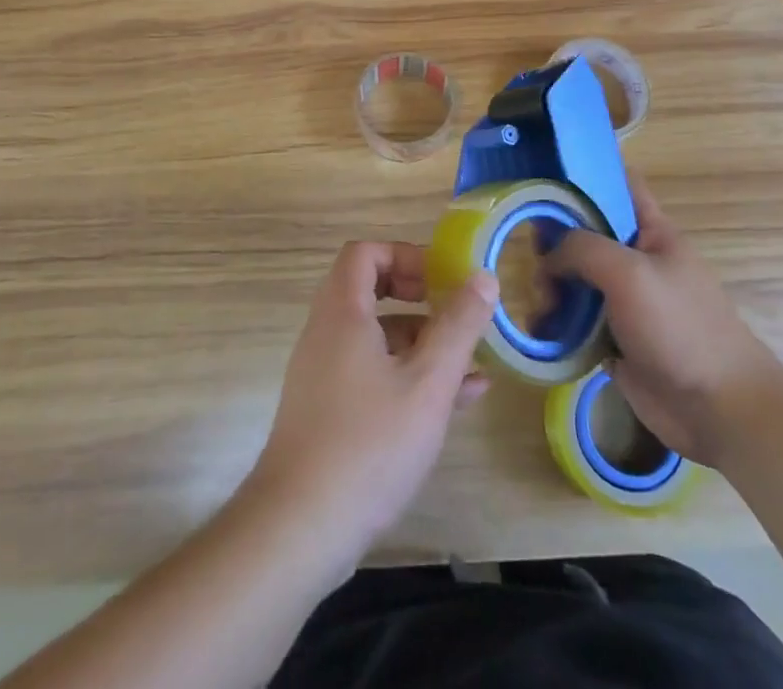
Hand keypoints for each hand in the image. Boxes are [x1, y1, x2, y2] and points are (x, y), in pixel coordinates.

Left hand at [246, 242, 497, 570]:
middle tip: (455, 312)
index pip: (364, 253)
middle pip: (369, 290)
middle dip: (419, 297)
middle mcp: (326, 333)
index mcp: (342, 312)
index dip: (405, 255)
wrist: (299, 528)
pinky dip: (406, 374)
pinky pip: (370, 372)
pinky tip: (452, 402)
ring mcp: (323, 373)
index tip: (442, 278)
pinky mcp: (327, 411)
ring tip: (471, 365)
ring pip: (376, 337)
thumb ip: (458, 326)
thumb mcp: (428, 382)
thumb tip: (483, 277)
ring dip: (421, 341)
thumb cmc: (369, 442)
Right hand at [547, 172, 782, 464]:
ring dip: (551, 286)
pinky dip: (556, 323)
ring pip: (576, 279)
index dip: (585, 175)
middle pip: (586, 234)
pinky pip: (576, 321)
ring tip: (540, 304)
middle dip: (555, 240)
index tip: (543, 176)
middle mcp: (636, 260)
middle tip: (530, 254)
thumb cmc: (680, 328)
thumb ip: (582, 248)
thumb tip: (549, 258)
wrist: (719, 410)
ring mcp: (625, 301)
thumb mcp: (629, 273)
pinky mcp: (614, 339)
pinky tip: (539, 330)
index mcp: (651, 232)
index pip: (618, 185)